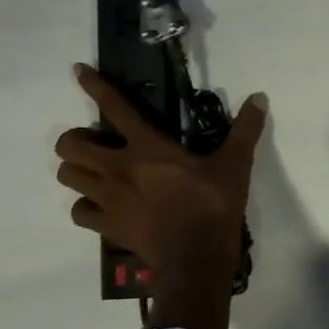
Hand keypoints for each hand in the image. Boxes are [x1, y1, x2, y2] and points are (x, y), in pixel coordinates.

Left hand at [54, 65, 266, 282]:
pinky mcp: (107, 226)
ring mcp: (108, 199)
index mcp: (147, 147)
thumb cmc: (214, 205)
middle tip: (96, 142)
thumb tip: (260, 97)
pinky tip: (100, 206)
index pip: (114, 108)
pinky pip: (79, 212)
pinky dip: (85, 206)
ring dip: (77, 170)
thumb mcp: (235, 164)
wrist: (196, 257)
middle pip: (71, 146)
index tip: (78, 71)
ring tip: (95, 171)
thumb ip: (245, 129)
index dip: (94, 86)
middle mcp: (119, 168)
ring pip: (68, 177)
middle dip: (76, 139)